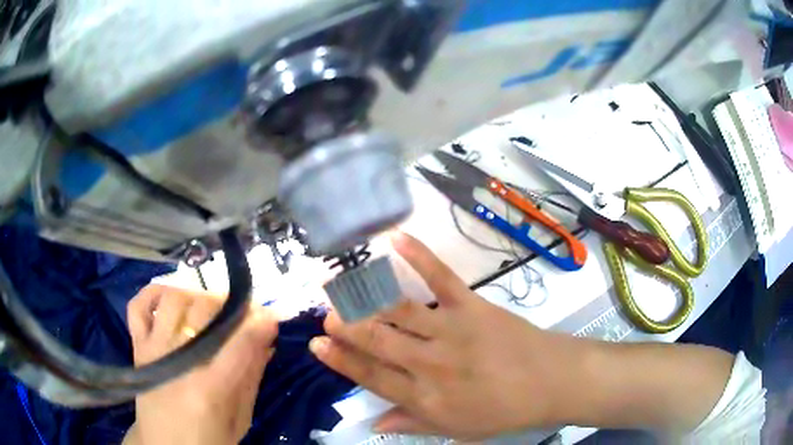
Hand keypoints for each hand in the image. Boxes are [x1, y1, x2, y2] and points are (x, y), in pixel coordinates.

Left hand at [124, 285, 277, 444]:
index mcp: (209, 389)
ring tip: (209, 308)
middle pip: (203, 310)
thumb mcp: (239, 420)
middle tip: (242, 314)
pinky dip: (152, 293)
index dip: (259, 323)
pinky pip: (138, 306)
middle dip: (230, 305)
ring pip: (173, 299)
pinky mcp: (137, 347)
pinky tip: (169, 298)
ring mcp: (153, 349)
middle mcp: (178, 361)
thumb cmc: (207, 441)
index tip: (272, 315)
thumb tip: (267, 342)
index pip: (238, 344)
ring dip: (196, 296)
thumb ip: (251, 379)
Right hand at [309, 233, 583, 439]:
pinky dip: (419, 256)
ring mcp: (450, 331)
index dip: (341, 361)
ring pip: (398, 311)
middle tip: (325, 312)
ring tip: (341, 284)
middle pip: (377, 342)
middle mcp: (430, 364)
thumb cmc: (504, 411)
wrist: (550, 382)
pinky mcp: (471, 306)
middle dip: (346, 326)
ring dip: (365, 296)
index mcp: (425, 398)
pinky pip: (440, 278)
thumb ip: (412, 424)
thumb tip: (374, 424)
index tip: (317, 344)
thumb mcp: (457, 430)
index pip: (371, 377)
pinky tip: (396, 240)